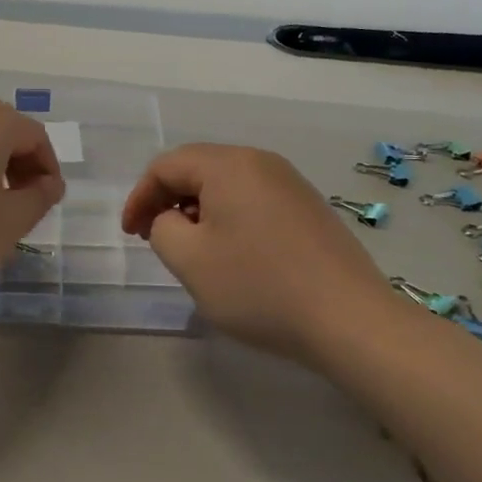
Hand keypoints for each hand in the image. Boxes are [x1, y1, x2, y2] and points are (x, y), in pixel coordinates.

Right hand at [121, 144, 388, 362]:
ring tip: (192, 249)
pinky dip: (229, 218)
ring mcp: (290, 184)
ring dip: (198, 210)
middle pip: (197, 168)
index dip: (140, 197)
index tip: (131, 235)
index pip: (166, 166)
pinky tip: (233, 254)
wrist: (350, 320)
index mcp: (229, 165)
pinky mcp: (309, 208)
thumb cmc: (260, 287)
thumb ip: (163, 228)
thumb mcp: (190, 260)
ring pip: (227, 185)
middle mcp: (261, 162)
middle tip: (155, 238)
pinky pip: (254, 200)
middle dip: (168, 200)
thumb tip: (173, 218)